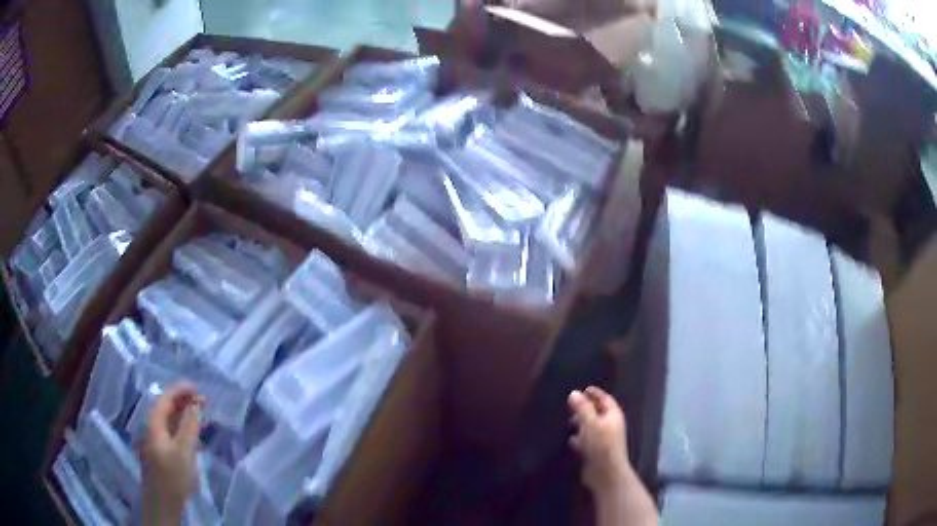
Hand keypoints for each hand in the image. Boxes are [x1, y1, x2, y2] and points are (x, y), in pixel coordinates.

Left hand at [141, 383, 202, 525]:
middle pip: (166, 407)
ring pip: (169, 420)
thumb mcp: (184, 450)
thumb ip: (189, 426)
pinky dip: (183, 427)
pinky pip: (171, 431)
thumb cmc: (173, 474)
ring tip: (201, 414)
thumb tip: (195, 404)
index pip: (166, 398)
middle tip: (203, 401)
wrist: (163, 501)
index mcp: (154, 423)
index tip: (198, 387)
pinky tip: (193, 435)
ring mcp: (156, 440)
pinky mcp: (161, 451)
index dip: (181, 390)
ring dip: (184, 414)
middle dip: (184, 401)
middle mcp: (152, 427)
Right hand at [568, 386, 632, 493]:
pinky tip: (572, 441)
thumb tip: (574, 393)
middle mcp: (611, 426)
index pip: (605, 399)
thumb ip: (582, 408)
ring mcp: (605, 440)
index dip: (595, 394)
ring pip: (593, 427)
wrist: (605, 472)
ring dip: (582, 424)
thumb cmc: (600, 444)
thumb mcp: (590, 423)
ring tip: (570, 422)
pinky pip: (588, 440)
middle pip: (599, 413)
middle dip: (586, 409)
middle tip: (572, 406)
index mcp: (613, 415)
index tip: (584, 389)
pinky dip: (580, 438)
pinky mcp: (598, 452)